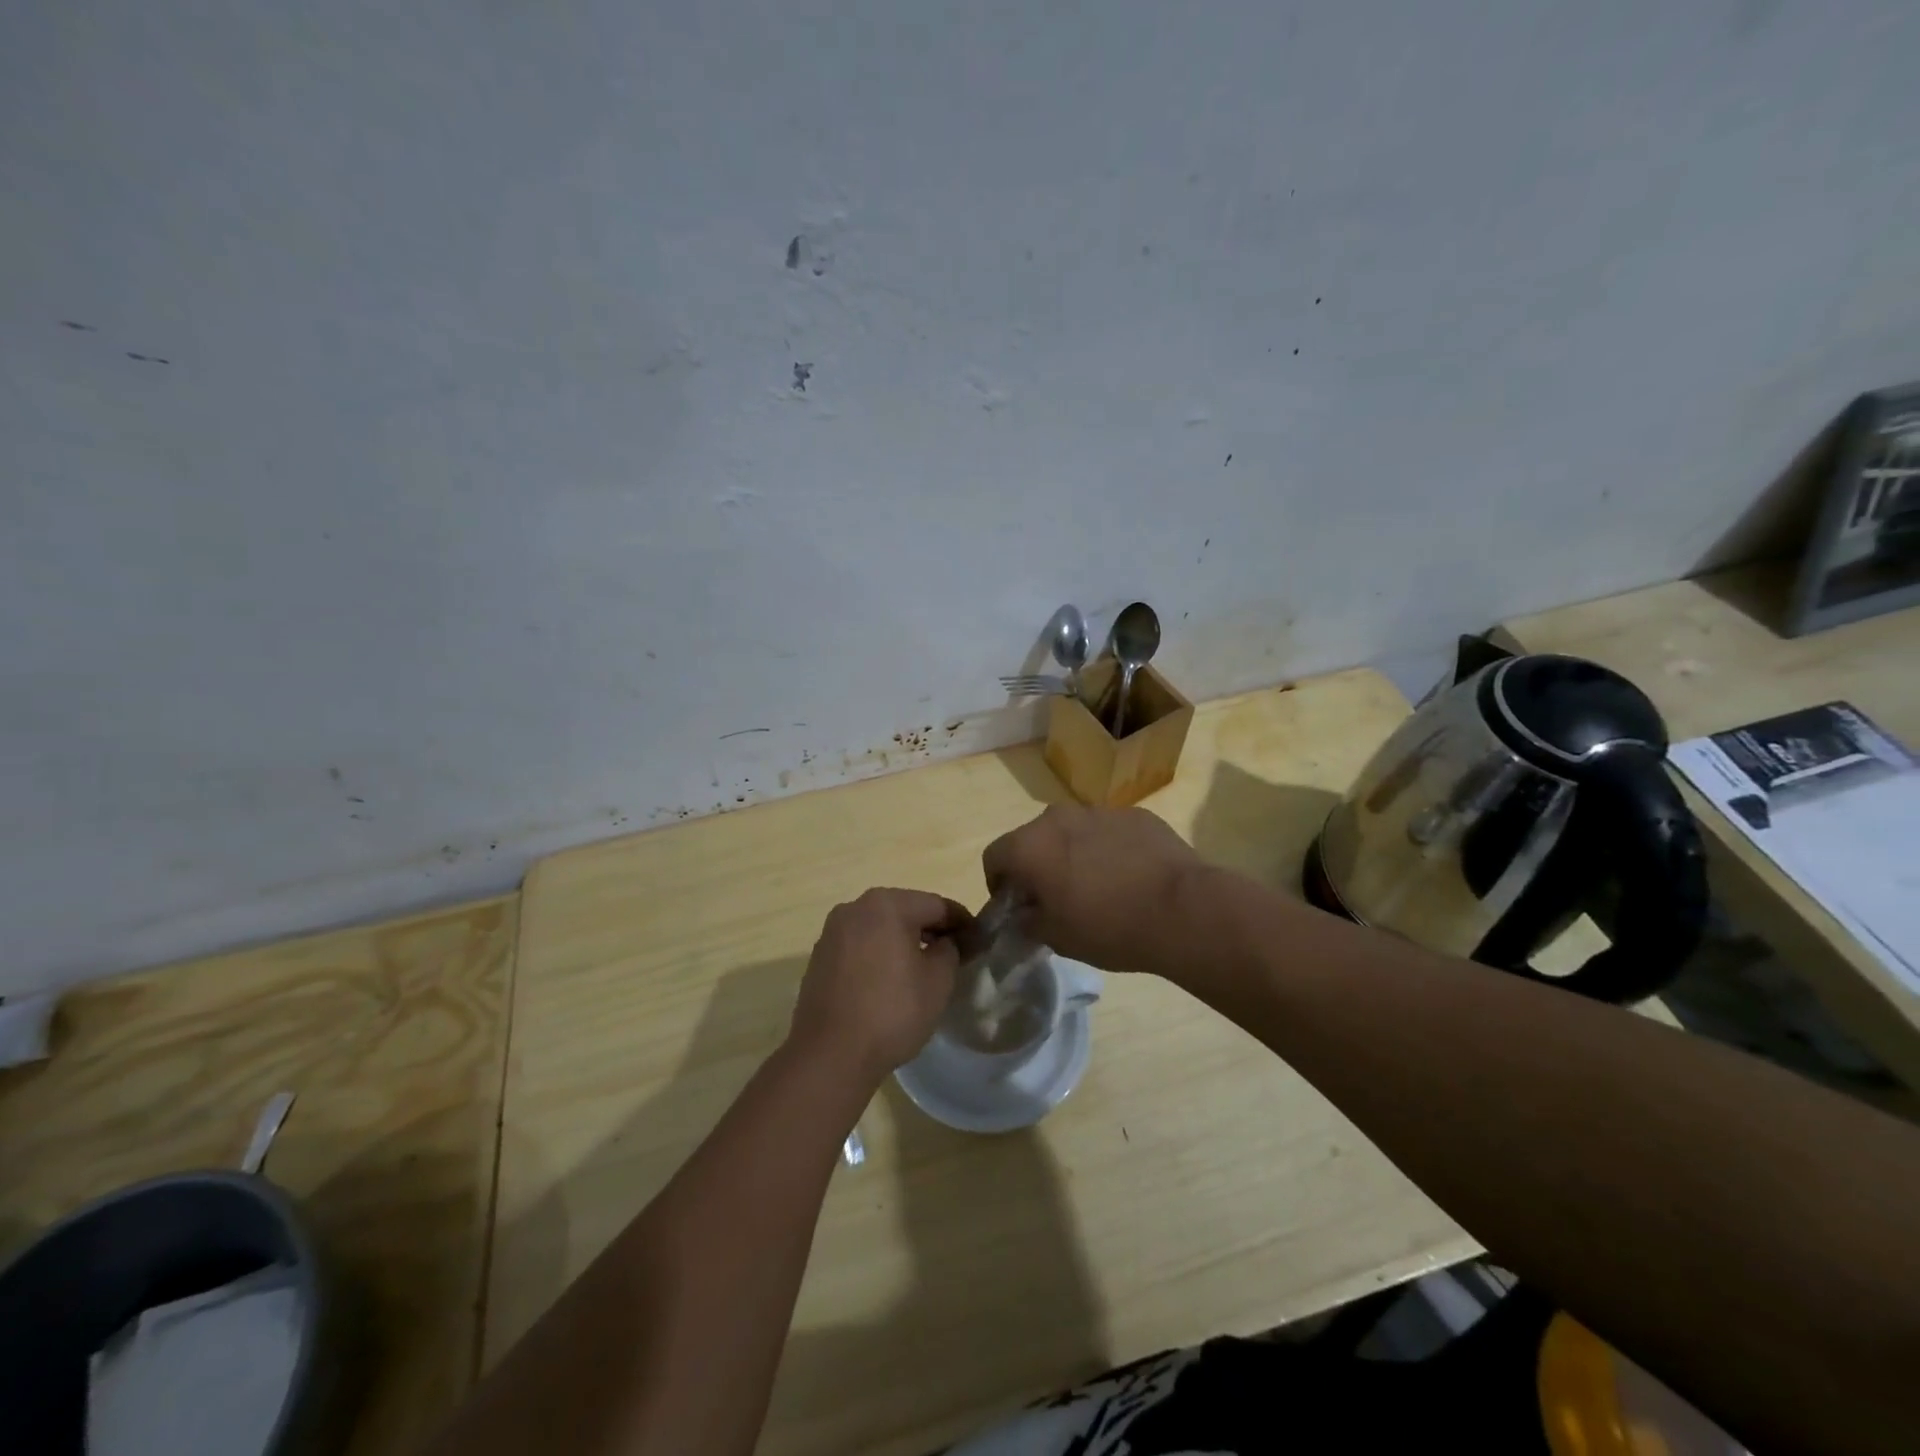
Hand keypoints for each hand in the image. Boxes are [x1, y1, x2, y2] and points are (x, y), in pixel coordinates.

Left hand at [790, 888, 970, 1084]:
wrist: (830, 1055)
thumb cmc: (892, 1012)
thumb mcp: (938, 981)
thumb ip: (949, 950)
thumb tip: (945, 942)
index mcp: (887, 904)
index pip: (936, 905)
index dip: (961, 921)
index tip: (978, 939)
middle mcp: (855, 907)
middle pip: (905, 911)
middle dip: (931, 929)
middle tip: (954, 953)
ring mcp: (833, 932)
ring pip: (880, 928)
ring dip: (903, 941)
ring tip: (922, 968)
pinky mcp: (820, 957)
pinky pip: (859, 946)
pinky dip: (879, 954)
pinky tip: (889, 981)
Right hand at [982, 805, 1200, 975]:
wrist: (1182, 909)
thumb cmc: (1109, 928)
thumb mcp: (1056, 937)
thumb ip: (1027, 921)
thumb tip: (1024, 913)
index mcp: (1030, 845)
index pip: (994, 856)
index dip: (998, 884)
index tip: (1016, 907)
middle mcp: (1058, 817)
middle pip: (1033, 838)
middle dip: (1036, 865)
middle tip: (1056, 899)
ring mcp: (1099, 811)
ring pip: (1072, 831)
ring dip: (1072, 853)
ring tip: (1098, 888)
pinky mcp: (1135, 814)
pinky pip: (1108, 831)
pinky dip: (1108, 849)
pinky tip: (1130, 877)